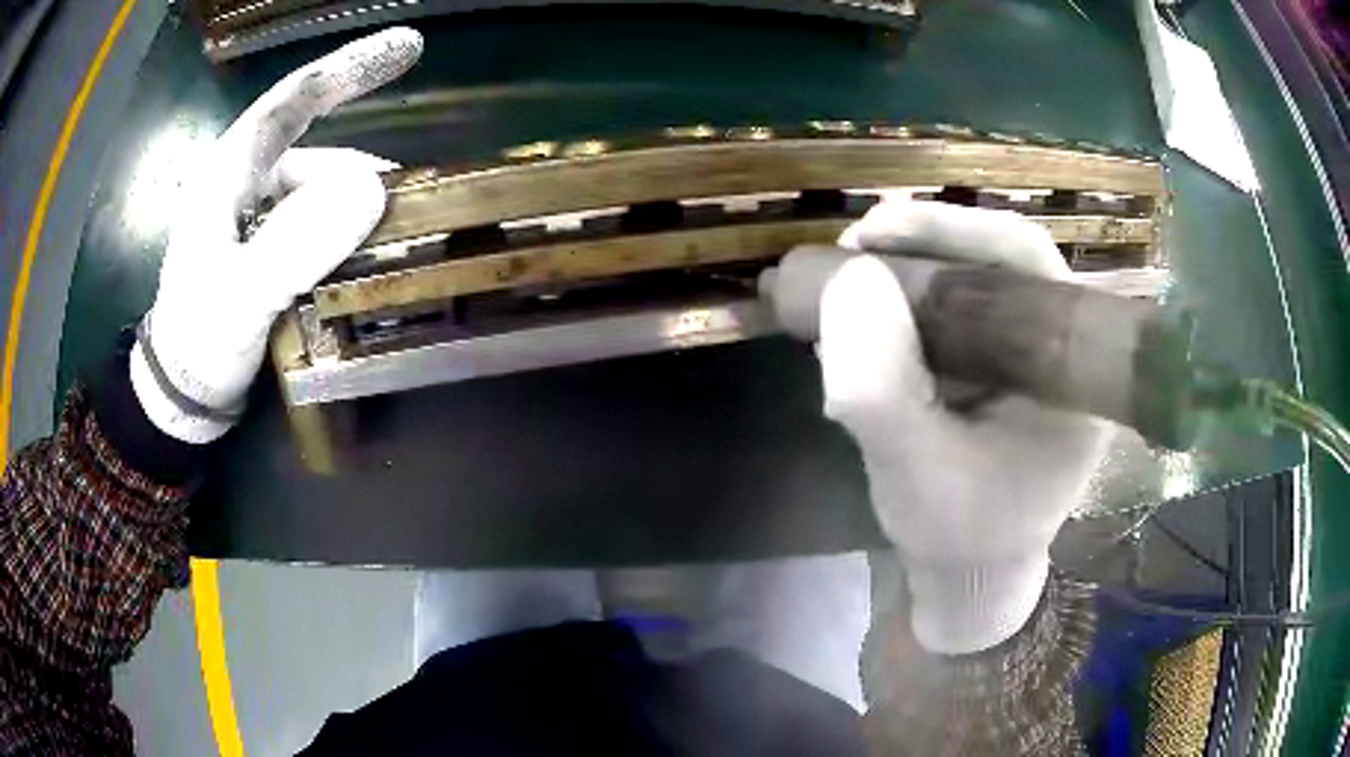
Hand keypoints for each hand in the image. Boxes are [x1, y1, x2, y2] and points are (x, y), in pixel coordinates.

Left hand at [132, 28, 422, 442]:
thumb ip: (294, 245)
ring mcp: (259, 215)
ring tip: (386, 249)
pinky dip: (345, 234)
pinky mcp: (269, 246)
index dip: (346, 68)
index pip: (291, 101)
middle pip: (317, 148)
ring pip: (322, 192)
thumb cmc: (199, 343)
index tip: (407, 48)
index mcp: (228, 173)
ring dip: (356, 212)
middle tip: (407, 201)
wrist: (183, 395)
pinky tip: (362, 260)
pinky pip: (318, 222)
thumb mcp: (240, 299)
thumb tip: (372, 190)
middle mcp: (246, 182)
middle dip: (360, 171)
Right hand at [820, 201, 1111, 654]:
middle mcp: (1059, 348)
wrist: (969, 576)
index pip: (1025, 260)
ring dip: (908, 271)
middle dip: (921, 245)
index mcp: (1073, 369)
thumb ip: (880, 387)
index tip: (873, 230)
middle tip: (851, 248)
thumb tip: (849, 278)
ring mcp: (1029, 356)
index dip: (952, 228)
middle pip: (997, 260)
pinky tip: (865, 315)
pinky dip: (907, 304)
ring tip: (846, 280)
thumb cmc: (957, 537)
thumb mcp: (912, 473)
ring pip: (973, 281)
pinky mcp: (1000, 367)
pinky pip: (957, 313)